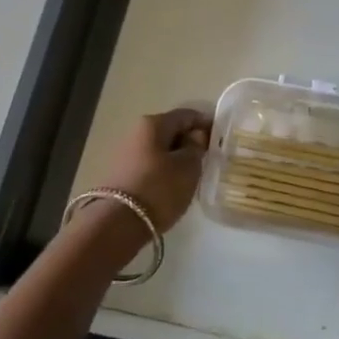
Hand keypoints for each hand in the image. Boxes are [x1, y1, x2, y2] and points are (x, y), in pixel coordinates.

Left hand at [99, 107, 212, 232]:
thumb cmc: (159, 188)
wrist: (117, 223)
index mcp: (153, 123)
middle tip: (208, 158)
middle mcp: (136, 132)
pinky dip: (163, 170)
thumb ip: (196, 147)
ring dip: (176, 157)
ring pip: (159, 149)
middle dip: (190, 141)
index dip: (206, 123)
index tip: (221, 138)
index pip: (186, 115)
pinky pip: (149, 165)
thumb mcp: (188, 167)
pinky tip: (173, 185)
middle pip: (170, 130)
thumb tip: (195, 136)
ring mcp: (125, 154)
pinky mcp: (120, 175)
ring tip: (192, 174)